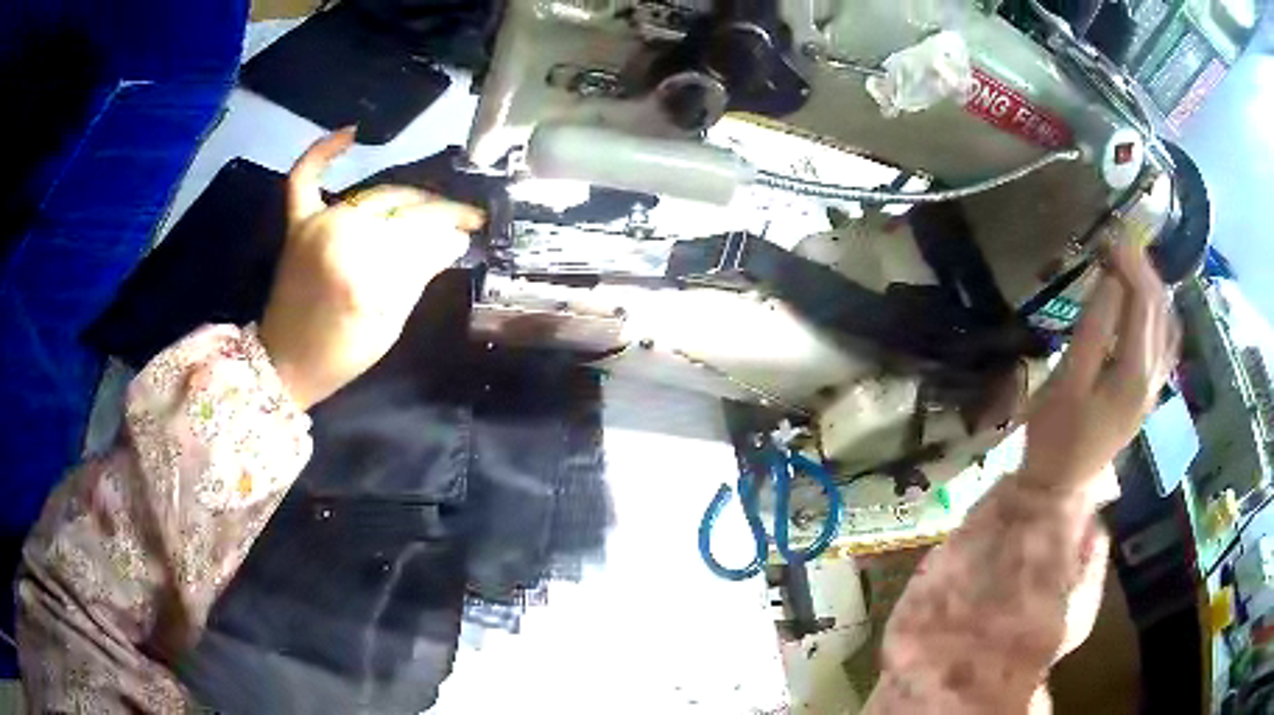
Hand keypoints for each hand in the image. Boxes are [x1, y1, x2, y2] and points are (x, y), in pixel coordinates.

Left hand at [260, 128, 484, 408]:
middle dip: (436, 212)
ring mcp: (316, 225)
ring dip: (406, 198)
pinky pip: (305, 178)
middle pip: (401, 208)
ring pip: (374, 196)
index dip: (452, 225)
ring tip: (429, 207)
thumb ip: (420, 274)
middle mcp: (340, 237)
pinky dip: (323, 153)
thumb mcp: (390, 324)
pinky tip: (351, 133)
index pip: (420, 232)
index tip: (475, 225)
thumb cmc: (342, 354)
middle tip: (461, 219)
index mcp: (364, 272)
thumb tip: (455, 238)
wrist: (285, 364)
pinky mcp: (298, 224)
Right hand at [1021, 234, 1180, 491]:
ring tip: (1132, 265)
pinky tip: (1146, 305)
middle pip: (1160, 310)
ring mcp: (1154, 388)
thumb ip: (1093, 330)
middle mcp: (1154, 377)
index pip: (1144, 303)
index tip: (1109, 236)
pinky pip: (1165, 343)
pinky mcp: (1149, 394)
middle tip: (1117, 244)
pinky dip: (1158, 314)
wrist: (1062, 487)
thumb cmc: (1057, 436)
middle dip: (1143, 270)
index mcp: (1135, 374)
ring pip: (1167, 325)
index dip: (1131, 264)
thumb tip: (1110, 279)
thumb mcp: (1068, 381)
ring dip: (1153, 289)